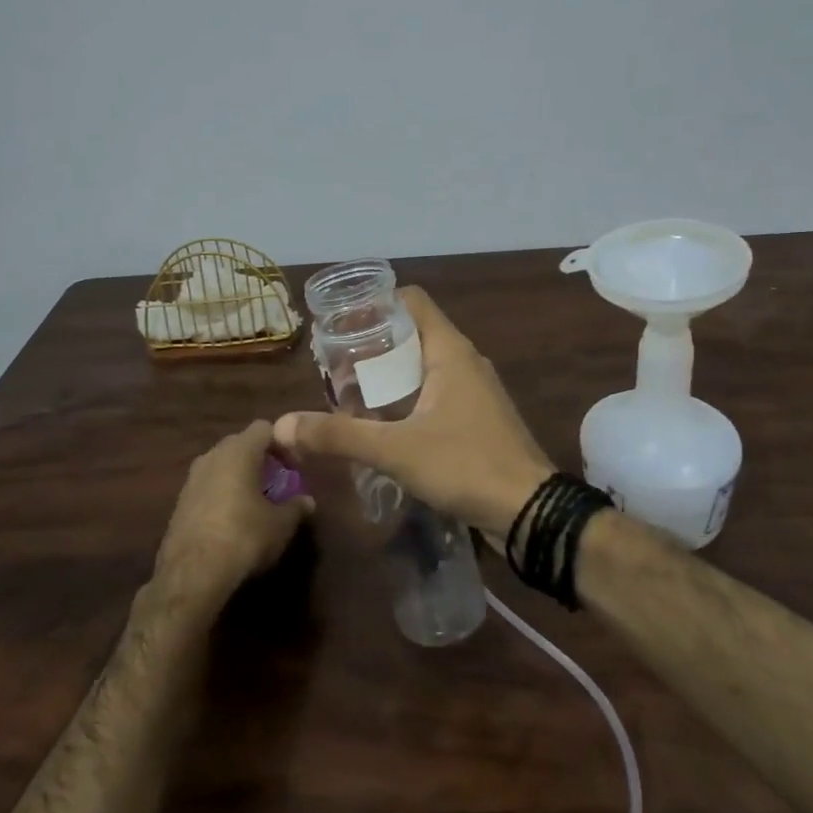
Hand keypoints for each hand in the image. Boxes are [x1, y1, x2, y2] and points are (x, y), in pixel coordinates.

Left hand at [153, 420, 312, 608]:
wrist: (192, 574)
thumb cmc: (244, 537)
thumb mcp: (281, 524)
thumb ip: (296, 507)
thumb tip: (308, 501)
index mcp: (239, 451)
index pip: (264, 428)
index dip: (282, 443)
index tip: (294, 466)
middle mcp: (212, 455)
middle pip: (241, 444)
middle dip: (260, 459)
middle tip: (277, 482)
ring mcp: (192, 478)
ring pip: (222, 465)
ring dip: (239, 476)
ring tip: (255, 501)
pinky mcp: (179, 501)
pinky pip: (208, 486)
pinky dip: (222, 493)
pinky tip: (232, 519)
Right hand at [274, 288, 553, 543]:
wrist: (530, 512)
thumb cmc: (466, 465)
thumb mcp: (395, 450)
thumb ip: (339, 436)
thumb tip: (282, 425)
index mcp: (450, 351)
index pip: (411, 301)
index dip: (375, 303)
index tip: (341, 323)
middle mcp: (465, 361)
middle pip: (412, 333)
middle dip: (373, 346)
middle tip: (335, 367)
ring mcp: (475, 391)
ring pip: (424, 366)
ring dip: (389, 376)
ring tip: (351, 395)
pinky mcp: (478, 419)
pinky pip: (436, 394)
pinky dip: (407, 398)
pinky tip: (384, 425)